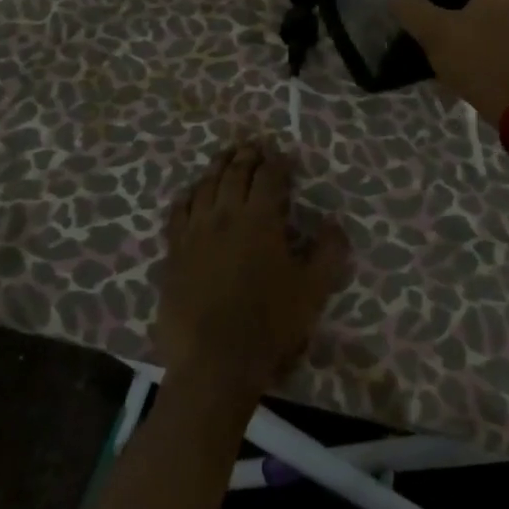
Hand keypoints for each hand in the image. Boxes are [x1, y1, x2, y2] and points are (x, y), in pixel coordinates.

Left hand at [153, 141, 349, 400]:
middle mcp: (225, 215)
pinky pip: (178, 212)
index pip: (269, 176)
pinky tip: (191, 192)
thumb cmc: (269, 325)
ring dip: (217, 166)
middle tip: (254, 144)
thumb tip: (334, 223)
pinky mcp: (174, 252)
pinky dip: (188, 195)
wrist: (213, 363)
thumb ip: (329, 252)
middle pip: (234, 172)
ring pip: (204, 185)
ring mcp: (195, 232)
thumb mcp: (313, 291)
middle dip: (247, 155)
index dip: (278, 161)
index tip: (284, 154)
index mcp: (260, 219)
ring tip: (225, 156)